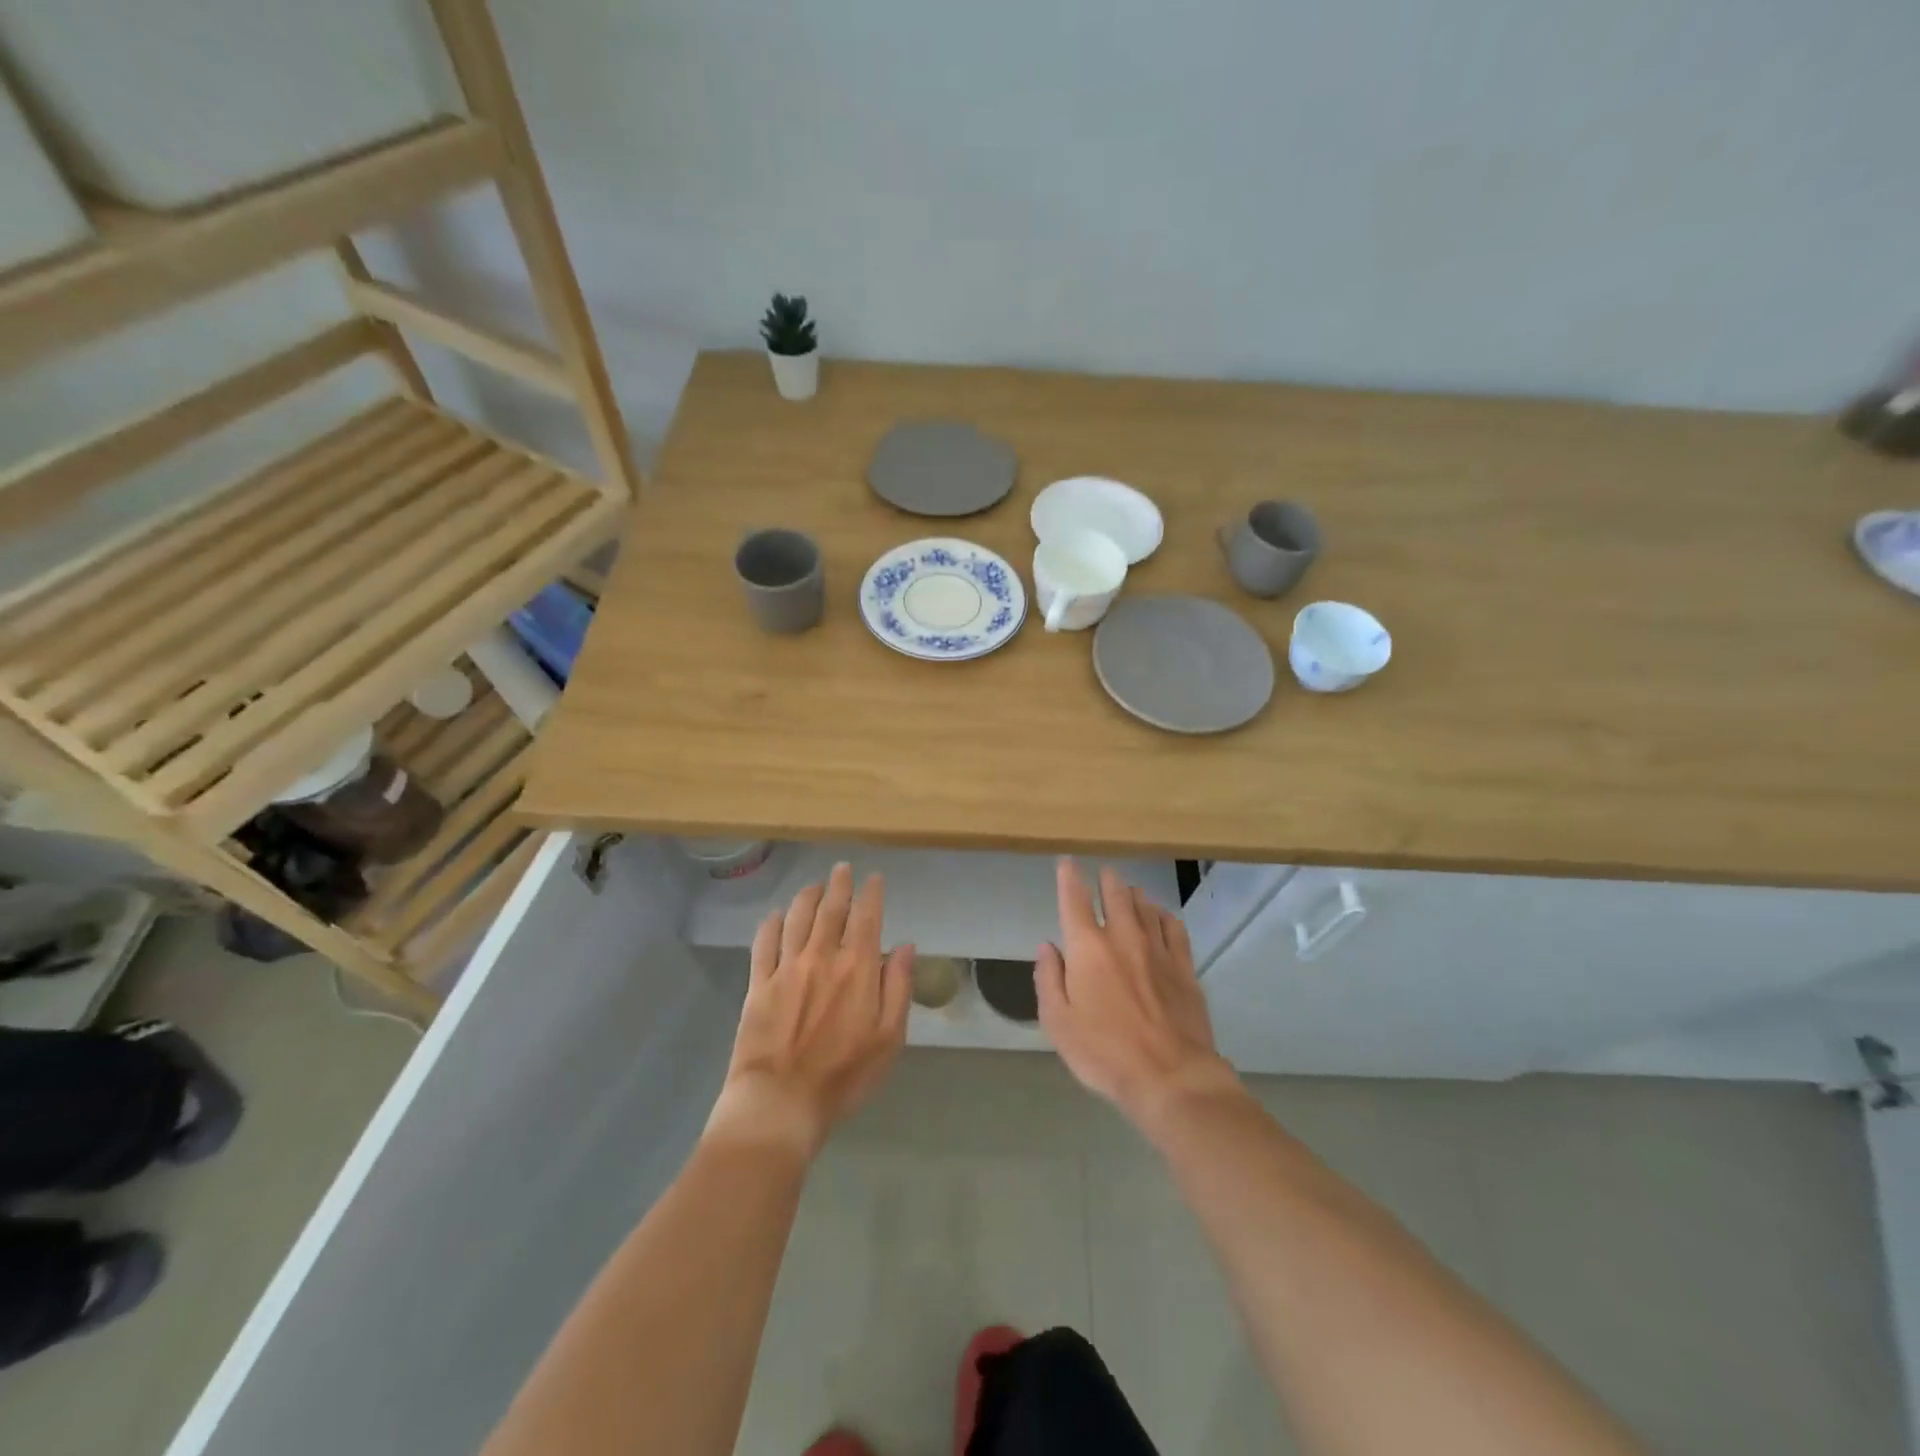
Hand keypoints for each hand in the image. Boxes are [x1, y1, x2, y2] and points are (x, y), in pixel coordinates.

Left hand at [708, 863, 913, 1158]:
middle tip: (842, 868)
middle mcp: (822, 957)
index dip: (872, 894)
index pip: (867, 918)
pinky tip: (776, 915)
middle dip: (839, 885)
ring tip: (814, 886)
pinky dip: (772, 923)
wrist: (780, 1102)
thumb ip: (899, 987)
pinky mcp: (758, 984)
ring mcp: (787, 968)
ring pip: (798, 918)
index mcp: (858, 968)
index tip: (874, 878)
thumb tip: (906, 946)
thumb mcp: (889, 1038)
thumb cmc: (844, 1076)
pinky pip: (764, 943)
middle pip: (831, 909)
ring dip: (808, 896)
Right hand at [1036, 860, 1239, 1127]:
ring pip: (1146, 905)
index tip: (1067, 862)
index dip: (1069, 877)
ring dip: (1134, 895)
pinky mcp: (1184, 966)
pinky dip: (1163, 915)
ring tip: (1129, 893)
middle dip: (1107, 880)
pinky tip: (1161, 918)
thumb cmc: (1104, 1053)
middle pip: (1116, 894)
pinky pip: (1174, 927)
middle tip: (1104, 874)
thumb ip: (1048, 979)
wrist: (1171, 1076)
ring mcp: (1158, 949)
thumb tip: (1048, 946)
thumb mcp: (1058, 1022)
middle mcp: (1123, 937)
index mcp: (1088, 948)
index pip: (1075, 899)